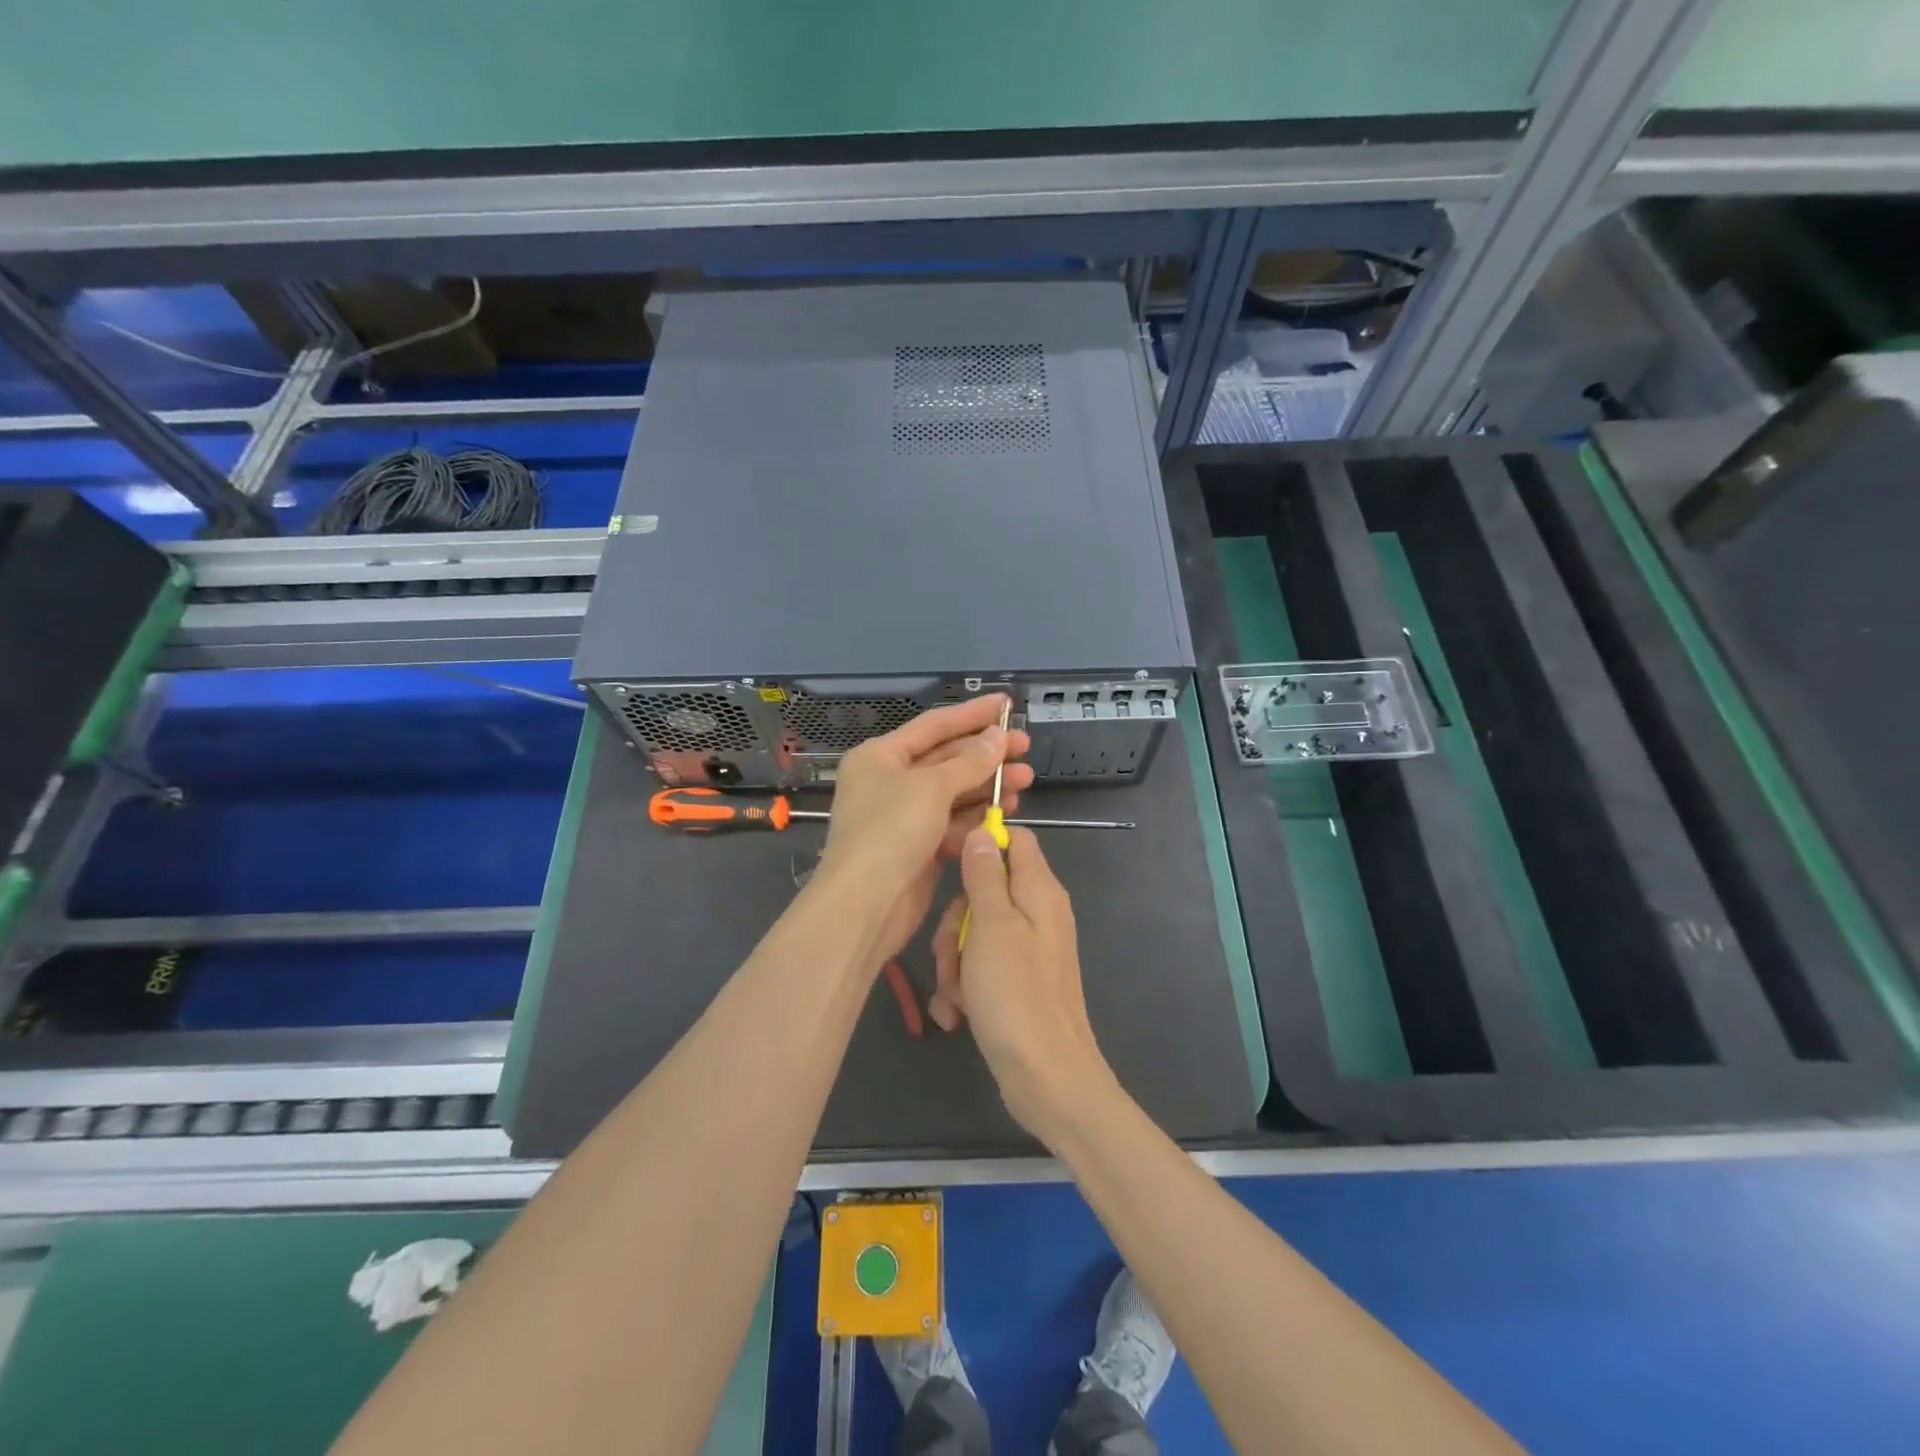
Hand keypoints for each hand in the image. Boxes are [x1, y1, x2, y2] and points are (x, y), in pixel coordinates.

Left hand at [818, 694, 1033, 962]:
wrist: (865, 903)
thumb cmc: (890, 832)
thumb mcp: (932, 788)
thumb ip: (969, 761)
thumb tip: (998, 737)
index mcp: (881, 756)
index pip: (933, 725)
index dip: (972, 714)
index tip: (1007, 704)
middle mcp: (890, 781)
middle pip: (946, 758)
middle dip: (986, 754)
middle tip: (1025, 749)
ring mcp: (903, 816)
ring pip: (953, 792)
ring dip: (987, 785)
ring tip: (1025, 781)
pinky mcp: (918, 847)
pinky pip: (952, 822)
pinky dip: (977, 816)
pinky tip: (1006, 811)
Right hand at [929, 827, 1116, 1138]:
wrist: (1047, 1078)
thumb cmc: (1016, 994)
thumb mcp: (992, 926)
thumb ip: (986, 876)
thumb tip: (983, 831)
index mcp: (1039, 892)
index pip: (1015, 839)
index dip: (981, 843)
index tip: (947, 861)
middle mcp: (1038, 915)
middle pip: (985, 891)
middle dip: (955, 922)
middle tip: (950, 952)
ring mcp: (1028, 952)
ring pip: (976, 934)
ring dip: (955, 963)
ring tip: (955, 995)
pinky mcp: (1017, 984)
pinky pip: (982, 969)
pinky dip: (965, 989)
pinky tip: (957, 1015)